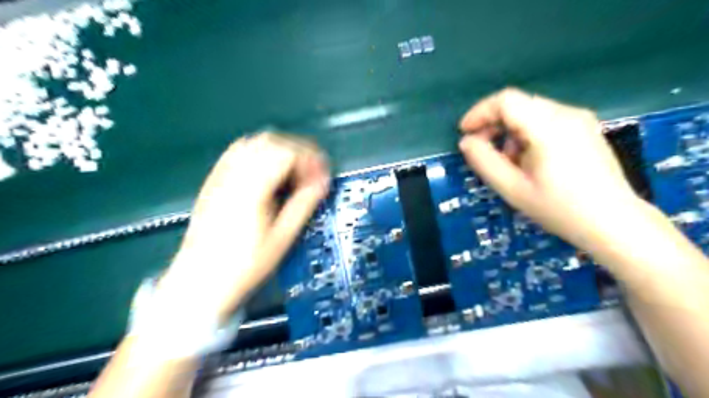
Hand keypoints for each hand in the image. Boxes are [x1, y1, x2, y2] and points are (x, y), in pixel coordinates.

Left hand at [157, 131, 329, 322]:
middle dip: (297, 151)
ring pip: (254, 143)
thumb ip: (304, 204)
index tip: (322, 174)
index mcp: (252, 188)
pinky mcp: (214, 181)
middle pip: (271, 142)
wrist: (201, 280)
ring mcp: (221, 176)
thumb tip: (323, 183)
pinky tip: (268, 171)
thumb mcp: (282, 237)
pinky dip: (259, 153)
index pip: (286, 154)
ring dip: (279, 150)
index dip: (309, 159)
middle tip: (311, 172)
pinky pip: (238, 152)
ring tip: (293, 171)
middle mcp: (234, 175)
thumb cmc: (244, 264)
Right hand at [457, 89, 646, 250]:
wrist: (614, 223)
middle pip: (518, 104)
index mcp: (549, 127)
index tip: (465, 133)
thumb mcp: (513, 189)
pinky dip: (527, 134)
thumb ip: (484, 162)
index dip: (479, 113)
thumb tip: (466, 142)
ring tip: (507, 161)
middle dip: (493, 124)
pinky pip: (545, 120)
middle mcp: (566, 114)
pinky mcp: (585, 128)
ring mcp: (579, 119)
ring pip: (530, 112)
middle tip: (481, 150)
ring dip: (509, 131)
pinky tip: (528, 159)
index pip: (506, 101)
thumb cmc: (560, 209)